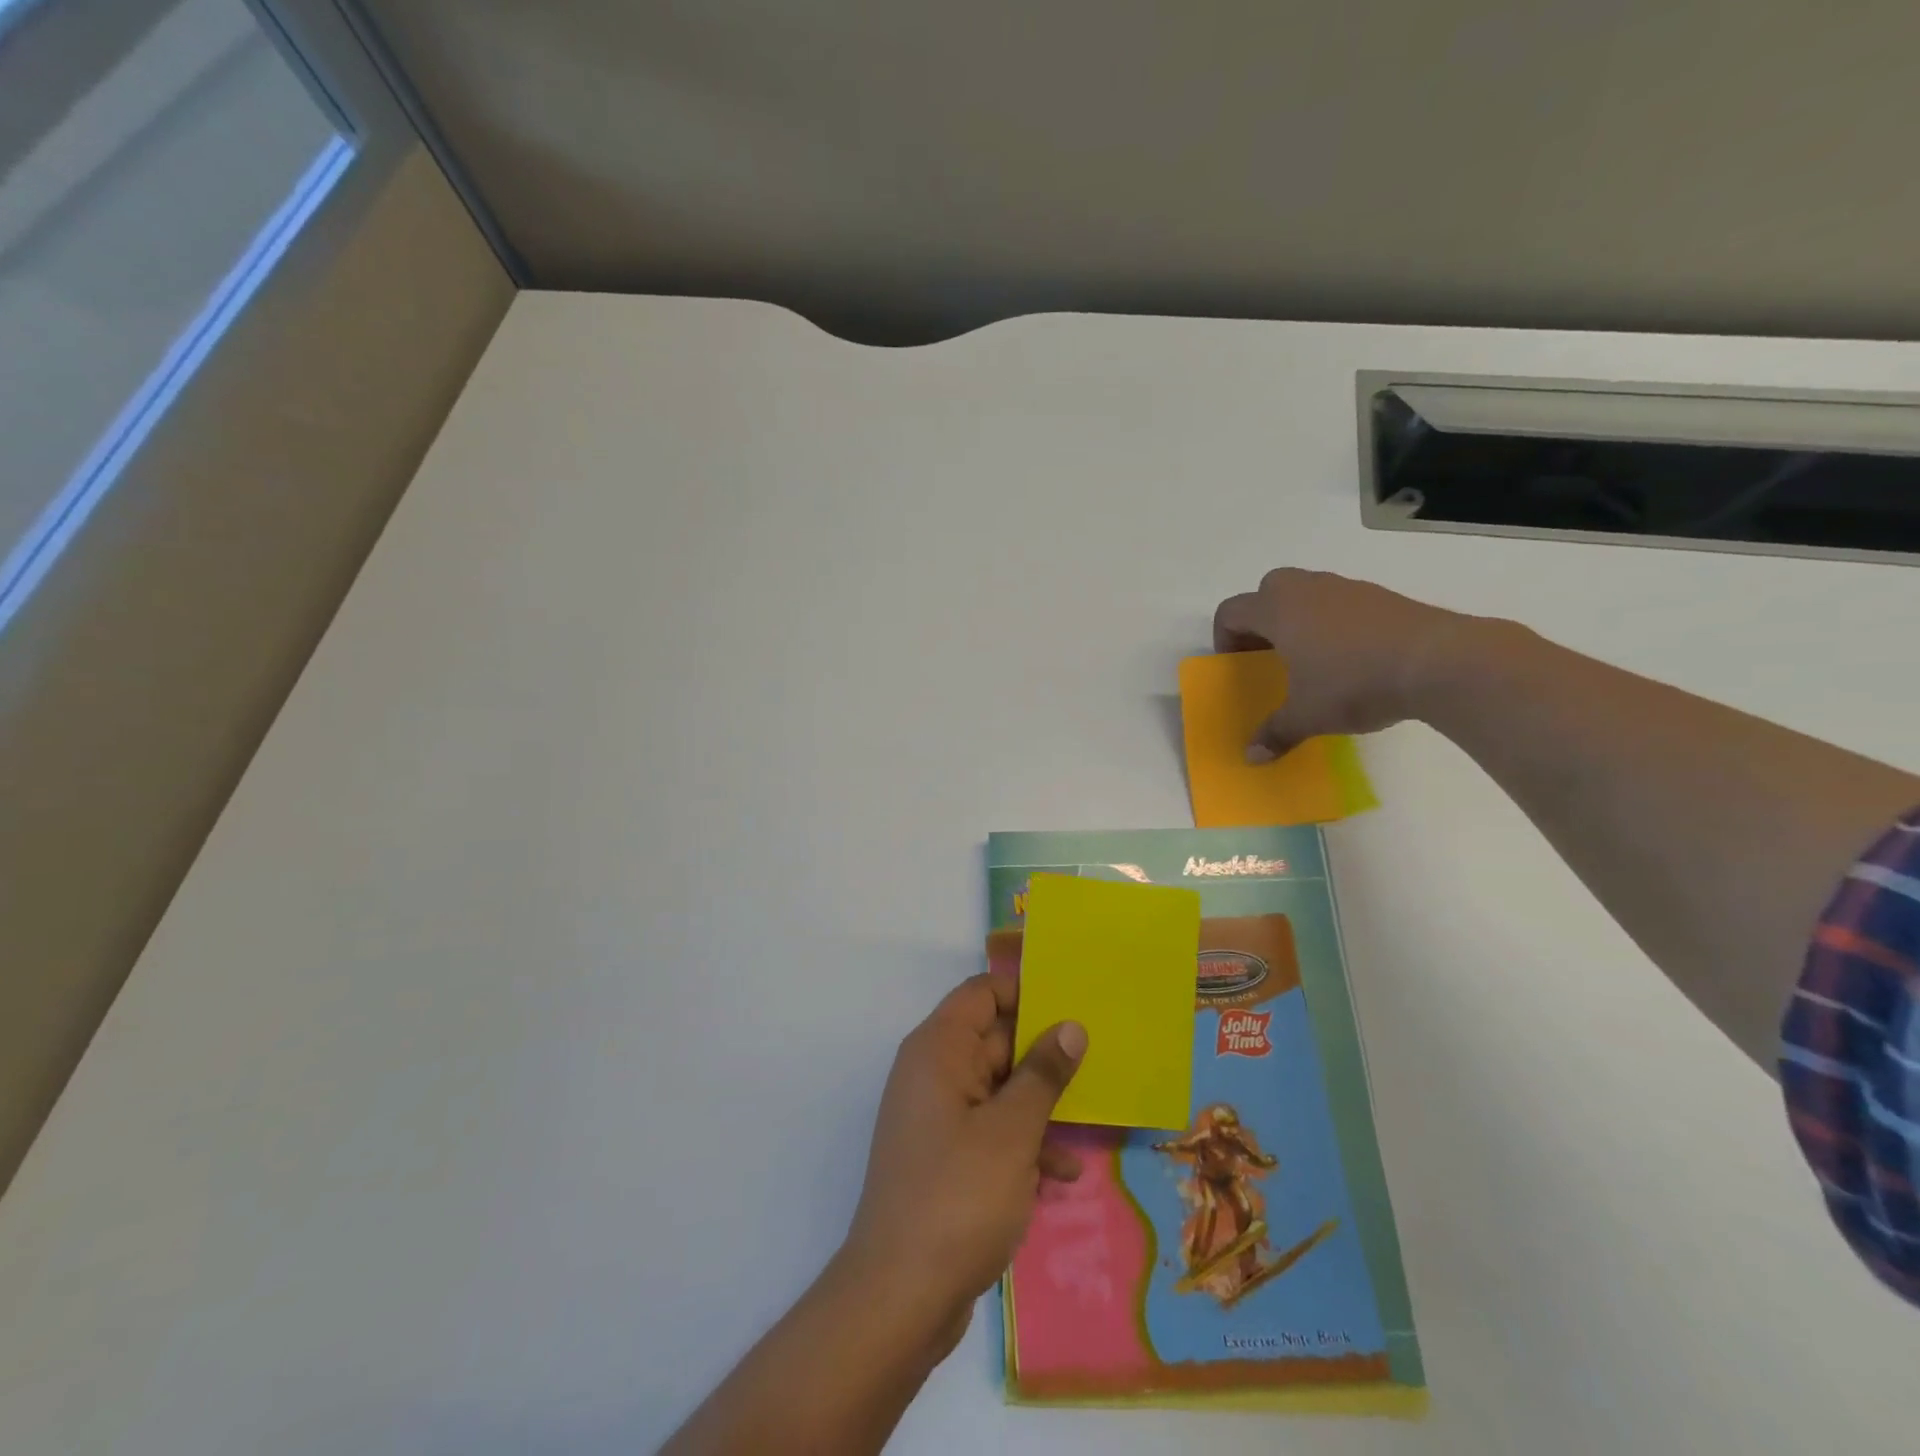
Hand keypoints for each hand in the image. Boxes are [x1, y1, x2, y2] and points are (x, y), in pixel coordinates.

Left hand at [837, 975, 1085, 1358]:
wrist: (900, 1297)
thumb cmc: (959, 1197)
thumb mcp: (1012, 1131)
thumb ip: (1043, 1073)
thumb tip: (1069, 1026)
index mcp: (939, 1049)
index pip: (981, 993)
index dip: (1024, 991)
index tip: (1072, 1005)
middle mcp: (933, 1072)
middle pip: (994, 1039)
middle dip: (1042, 1054)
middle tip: (1097, 1061)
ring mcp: (937, 1116)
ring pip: (998, 1088)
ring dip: (1039, 1105)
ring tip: (1087, 1123)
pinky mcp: (945, 1156)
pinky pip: (990, 1129)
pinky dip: (1022, 1142)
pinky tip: (1061, 1174)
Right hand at [1212, 568, 1474, 758]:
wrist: (1438, 661)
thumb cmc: (1353, 683)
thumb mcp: (1307, 716)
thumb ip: (1275, 732)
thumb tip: (1251, 757)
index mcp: (1278, 611)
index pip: (1232, 611)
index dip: (1225, 638)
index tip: (1238, 665)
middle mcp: (1307, 590)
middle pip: (1268, 590)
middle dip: (1261, 619)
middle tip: (1269, 654)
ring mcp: (1347, 588)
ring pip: (1307, 592)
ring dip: (1298, 618)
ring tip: (1311, 658)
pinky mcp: (1382, 596)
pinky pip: (1341, 602)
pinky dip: (1334, 622)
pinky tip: (1351, 658)